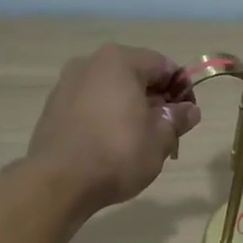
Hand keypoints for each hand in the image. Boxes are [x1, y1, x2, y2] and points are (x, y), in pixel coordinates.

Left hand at [26, 44, 200, 214]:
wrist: (60, 182)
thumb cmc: (118, 153)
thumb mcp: (160, 138)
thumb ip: (178, 118)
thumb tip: (189, 110)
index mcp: (119, 61)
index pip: (163, 65)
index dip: (182, 90)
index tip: (187, 116)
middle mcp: (90, 63)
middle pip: (135, 76)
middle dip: (155, 101)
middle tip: (166, 132)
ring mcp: (66, 85)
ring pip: (111, 92)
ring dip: (130, 110)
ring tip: (139, 142)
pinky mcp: (53, 108)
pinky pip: (90, 106)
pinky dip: (106, 118)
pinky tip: (111, 146)